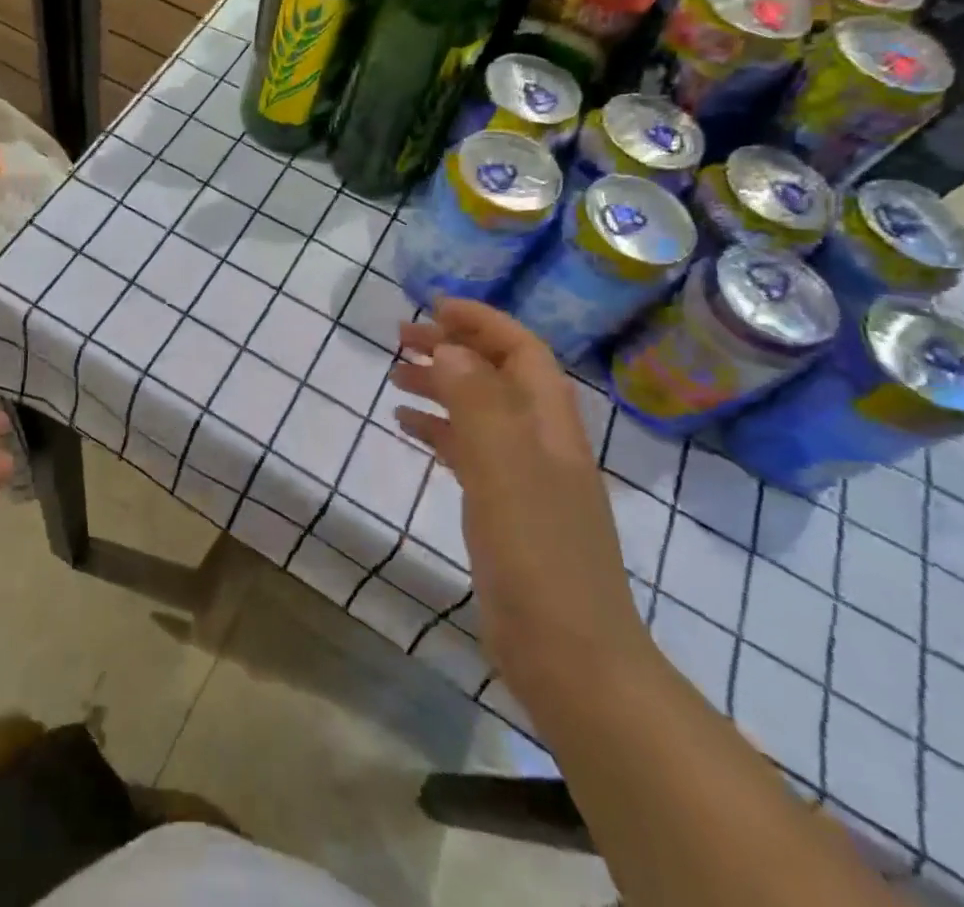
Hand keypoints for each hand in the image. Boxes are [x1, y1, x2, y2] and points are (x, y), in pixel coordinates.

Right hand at [390, 300, 649, 700]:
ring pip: (479, 410)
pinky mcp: (504, 509)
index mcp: (550, 424)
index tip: (433, 307)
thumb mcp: (504, 468)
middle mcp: (541, 441)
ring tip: (394, 375)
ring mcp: (524, 477)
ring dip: (441, 385)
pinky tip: (406, 426)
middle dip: (453, 348)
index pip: (521, 350)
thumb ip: (476, 401)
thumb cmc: (538, 554)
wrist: (570, 657)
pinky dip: (438, 429)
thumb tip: (448, 348)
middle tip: (399, 338)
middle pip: (497, 374)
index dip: (481, 321)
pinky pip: (467, 450)